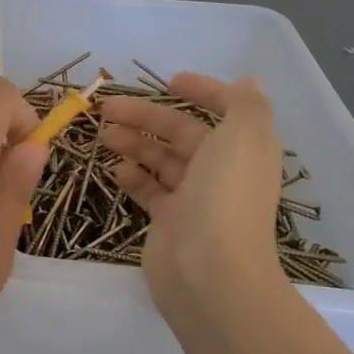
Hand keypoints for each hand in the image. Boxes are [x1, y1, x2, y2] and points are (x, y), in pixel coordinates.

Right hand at [99, 73, 286, 328]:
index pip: (224, 110)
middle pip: (181, 133)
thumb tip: (249, 81)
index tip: (169, 80)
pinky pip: (149, 190)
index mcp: (244, 149)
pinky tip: (115, 170)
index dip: (202, 91)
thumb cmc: (225, 197)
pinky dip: (133, 176)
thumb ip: (245, 104)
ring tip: (103, 136)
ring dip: (133, 142)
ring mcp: (194, 198)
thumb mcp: (245, 137)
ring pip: (160, 159)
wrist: (209, 272)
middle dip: (146, 116)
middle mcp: (221, 170)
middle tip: (106, 109)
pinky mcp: (169, 221)